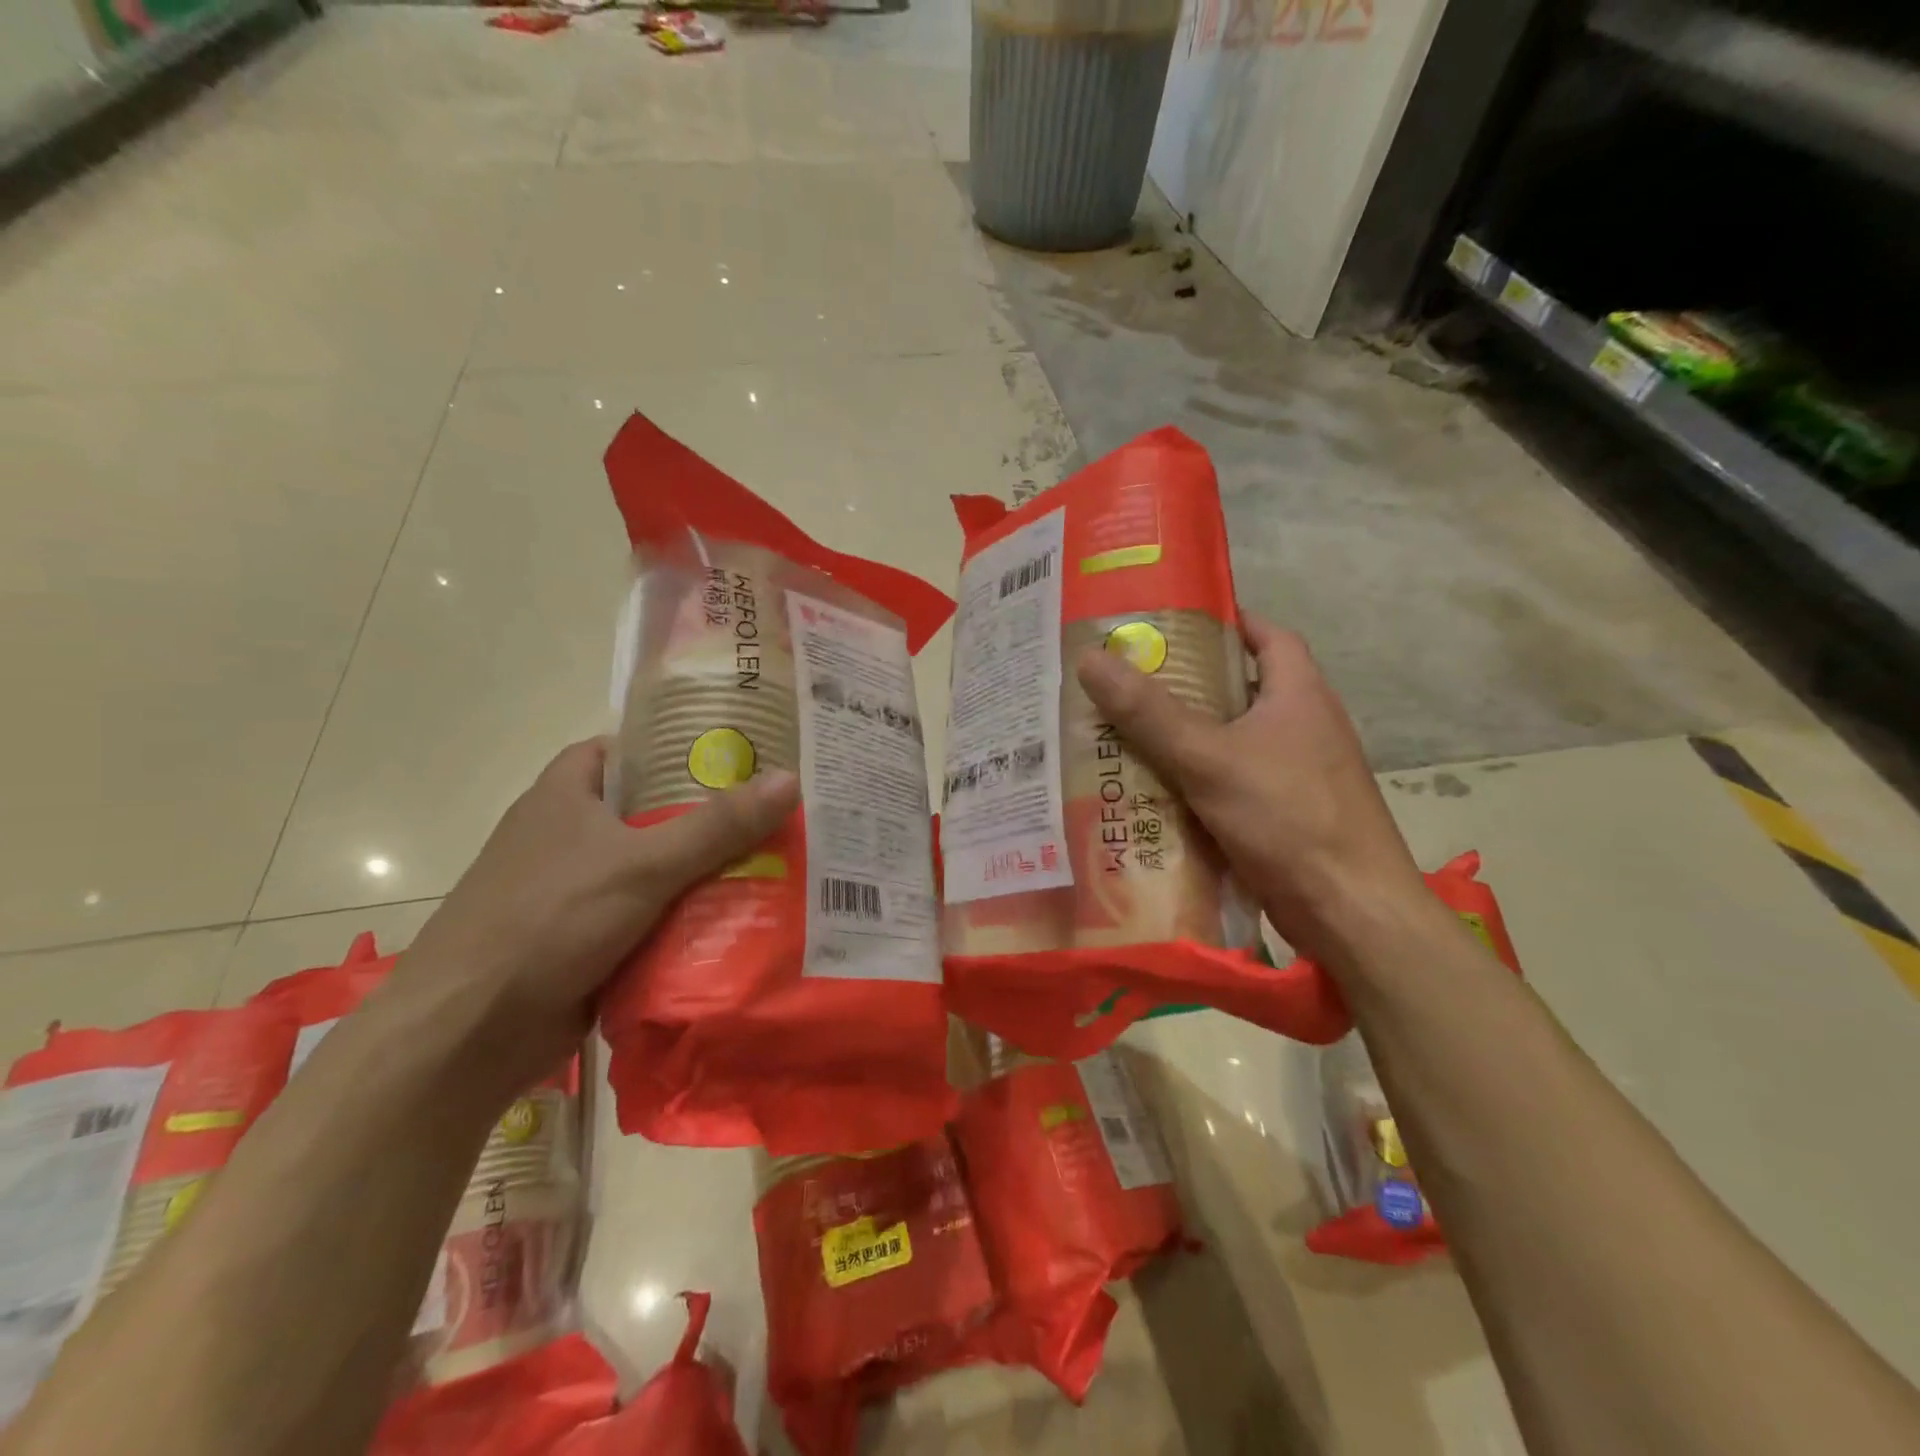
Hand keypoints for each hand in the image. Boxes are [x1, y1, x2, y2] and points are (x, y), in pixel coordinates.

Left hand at [388, 739, 798, 1095]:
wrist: (468, 1034)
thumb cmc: (548, 921)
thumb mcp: (643, 864)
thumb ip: (718, 825)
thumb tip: (791, 780)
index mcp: (564, 795)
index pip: (626, 749)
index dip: (677, 745)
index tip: (737, 753)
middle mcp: (567, 835)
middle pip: (651, 811)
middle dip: (708, 815)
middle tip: (773, 812)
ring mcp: (574, 890)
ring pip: (654, 868)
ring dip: (703, 871)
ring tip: (774, 861)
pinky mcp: (584, 939)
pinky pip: (649, 915)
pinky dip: (685, 918)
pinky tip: (739, 920)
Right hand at [1076, 614, 1425, 968]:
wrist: (1351, 912)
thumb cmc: (1289, 817)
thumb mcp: (1209, 758)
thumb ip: (1149, 712)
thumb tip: (1091, 659)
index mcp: (1299, 694)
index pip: (1267, 635)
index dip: (1224, 623)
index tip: (1170, 626)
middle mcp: (1302, 726)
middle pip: (1238, 690)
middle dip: (1185, 686)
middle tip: (1125, 683)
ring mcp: (1296, 774)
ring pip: (1229, 742)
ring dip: (1183, 739)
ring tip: (1123, 734)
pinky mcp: (1283, 815)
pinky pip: (1229, 784)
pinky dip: (1194, 783)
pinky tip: (1151, 793)